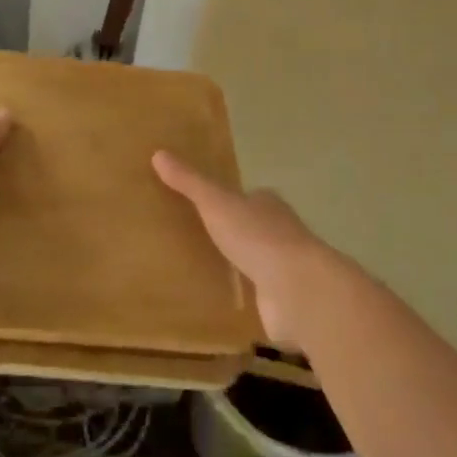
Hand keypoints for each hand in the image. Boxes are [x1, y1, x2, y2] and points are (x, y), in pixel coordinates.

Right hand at [153, 151, 333, 345]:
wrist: (297, 290)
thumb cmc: (258, 237)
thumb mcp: (216, 203)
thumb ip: (189, 182)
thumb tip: (158, 153)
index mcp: (268, 205)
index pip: (247, 197)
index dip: (227, 200)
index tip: (202, 205)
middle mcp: (280, 233)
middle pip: (251, 228)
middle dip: (230, 234)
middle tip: (193, 239)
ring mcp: (283, 269)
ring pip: (255, 262)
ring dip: (236, 266)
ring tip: (200, 271)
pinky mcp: (282, 301)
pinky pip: (256, 295)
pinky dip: (243, 297)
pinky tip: (220, 302)